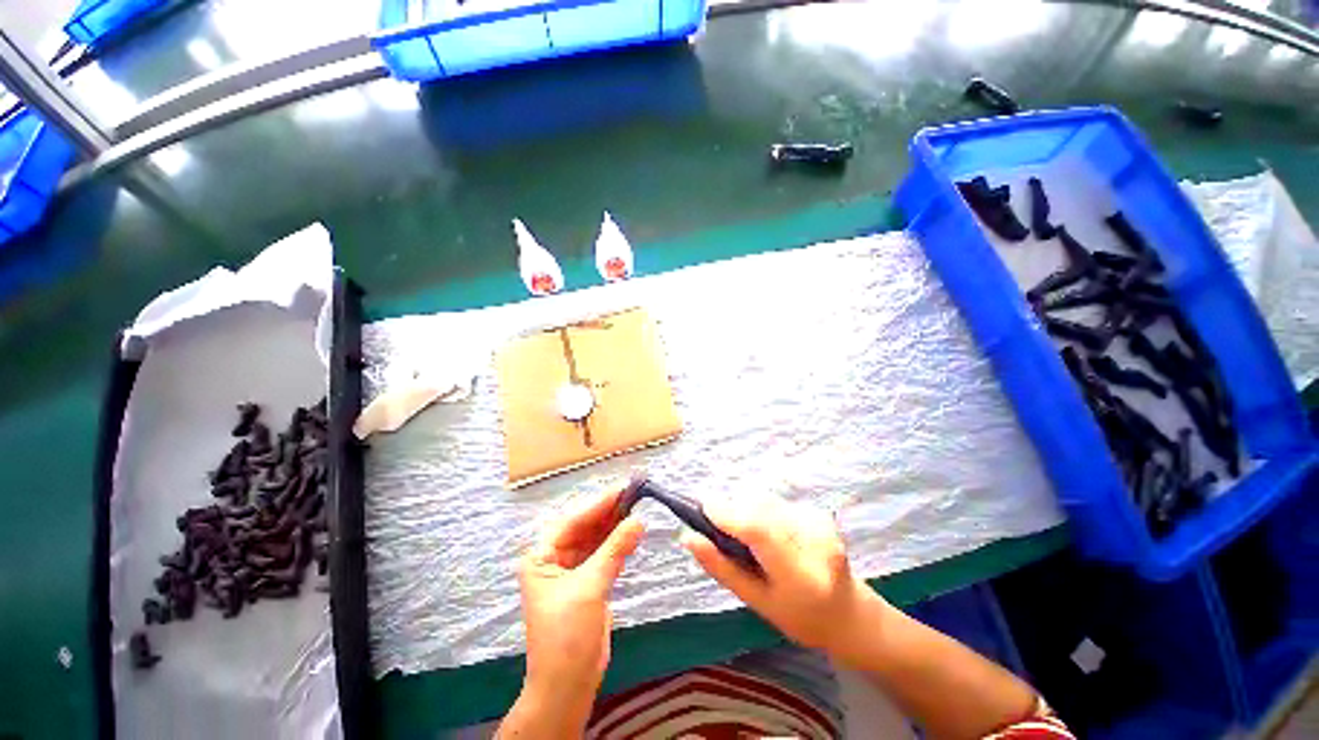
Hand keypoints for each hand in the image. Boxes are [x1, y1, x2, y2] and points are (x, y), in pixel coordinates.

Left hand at [517, 489, 644, 711]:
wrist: (568, 685)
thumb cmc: (567, 635)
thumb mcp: (590, 587)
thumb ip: (615, 550)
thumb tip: (639, 520)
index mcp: (541, 556)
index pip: (573, 521)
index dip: (598, 504)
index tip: (623, 488)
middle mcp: (554, 558)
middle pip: (584, 527)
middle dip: (608, 512)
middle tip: (634, 495)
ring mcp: (572, 570)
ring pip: (596, 539)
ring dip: (615, 526)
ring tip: (637, 509)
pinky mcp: (588, 581)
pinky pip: (604, 554)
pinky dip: (618, 544)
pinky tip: (632, 533)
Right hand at [681, 494, 882, 661]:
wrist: (848, 612)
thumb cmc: (799, 617)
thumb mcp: (756, 602)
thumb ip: (721, 568)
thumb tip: (688, 537)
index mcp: (801, 575)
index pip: (759, 531)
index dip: (727, 514)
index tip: (702, 508)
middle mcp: (814, 541)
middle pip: (759, 507)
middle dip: (732, 509)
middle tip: (720, 528)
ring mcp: (819, 522)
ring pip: (765, 499)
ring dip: (745, 509)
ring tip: (747, 536)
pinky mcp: (818, 511)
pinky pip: (775, 501)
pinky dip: (760, 510)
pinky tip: (767, 531)